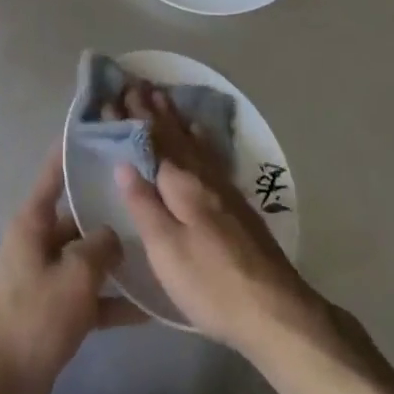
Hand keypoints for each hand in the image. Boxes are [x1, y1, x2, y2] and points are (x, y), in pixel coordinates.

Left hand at [0, 149, 145, 393]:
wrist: (4, 383)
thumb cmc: (36, 316)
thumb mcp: (75, 275)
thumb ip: (100, 246)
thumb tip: (114, 236)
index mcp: (34, 221)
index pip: (54, 172)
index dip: (74, 151)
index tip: (102, 132)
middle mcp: (39, 240)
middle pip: (78, 214)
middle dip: (109, 210)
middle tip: (149, 197)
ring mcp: (48, 275)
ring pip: (88, 256)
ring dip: (116, 258)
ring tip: (158, 249)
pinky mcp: (56, 309)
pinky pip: (90, 294)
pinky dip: (114, 300)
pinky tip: (149, 308)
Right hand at [112, 83, 334, 358]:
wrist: (276, 310)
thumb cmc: (211, 282)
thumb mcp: (166, 249)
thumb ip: (143, 204)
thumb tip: (123, 162)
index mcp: (181, 184)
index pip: (152, 142)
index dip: (134, 119)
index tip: (117, 94)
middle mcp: (203, 176)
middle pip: (174, 136)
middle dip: (153, 110)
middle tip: (137, 83)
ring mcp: (224, 189)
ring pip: (193, 142)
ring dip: (175, 118)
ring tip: (163, 96)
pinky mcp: (237, 204)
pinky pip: (210, 154)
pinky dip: (199, 137)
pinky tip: (200, 134)